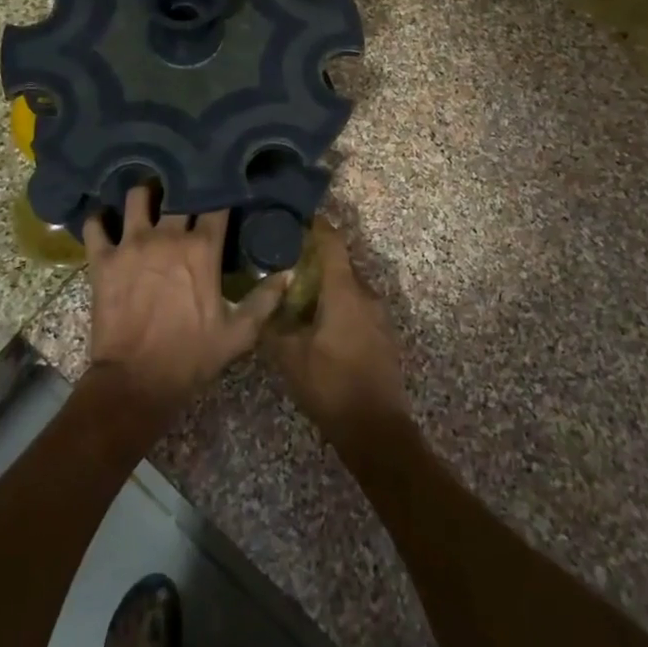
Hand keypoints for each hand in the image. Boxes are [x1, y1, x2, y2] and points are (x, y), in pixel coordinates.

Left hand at [84, 187, 288, 419]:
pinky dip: (99, 219)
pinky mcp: (103, 259)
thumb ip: (264, 300)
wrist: (135, 382)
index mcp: (202, 249)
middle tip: (185, 191)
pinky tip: (105, 220)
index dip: (220, 193)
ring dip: (143, 195)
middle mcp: (167, 236)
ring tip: (147, 198)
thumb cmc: (190, 357)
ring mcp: (131, 244)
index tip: (223, 190)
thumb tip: (289, 274)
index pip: (216, 204)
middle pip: (177, 193)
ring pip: (136, 197)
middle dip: (183, 189)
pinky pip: (95, 225)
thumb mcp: (238, 334)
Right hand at [264, 221, 409, 452]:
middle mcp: (366, 295)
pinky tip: (320, 323)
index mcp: (345, 291)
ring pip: (350, 288)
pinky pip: (358, 308)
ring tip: (300, 294)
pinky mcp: (383, 336)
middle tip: (287, 262)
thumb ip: (274, 326)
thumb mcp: (290, 357)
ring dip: (328, 286)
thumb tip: (264, 305)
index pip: (332, 243)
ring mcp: (379, 316)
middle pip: (341, 264)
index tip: (296, 217)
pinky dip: (339, 306)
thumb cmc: (331, 385)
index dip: (316, 226)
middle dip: (316, 260)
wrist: (376, 429)